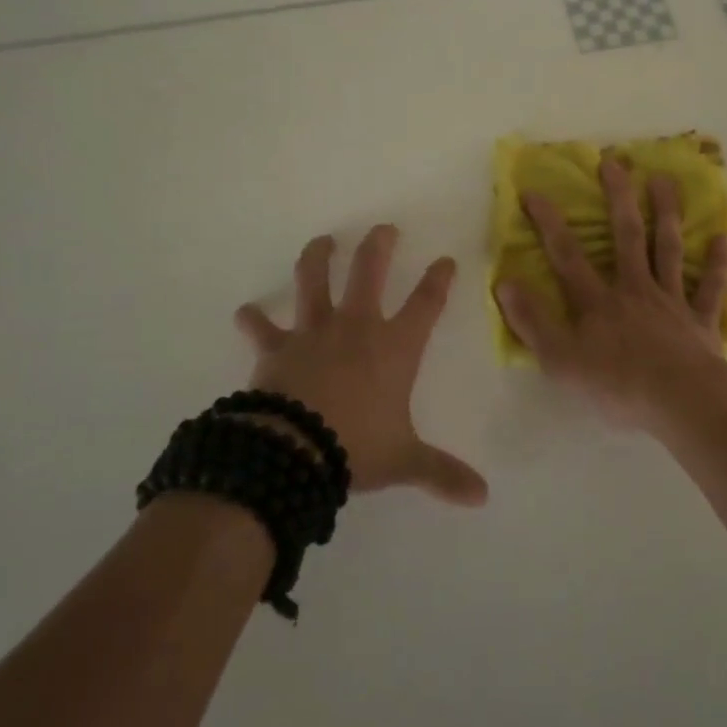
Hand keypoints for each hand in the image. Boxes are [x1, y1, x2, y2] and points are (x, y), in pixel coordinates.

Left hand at [235, 226, 488, 506]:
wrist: (294, 451)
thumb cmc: (357, 447)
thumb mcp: (405, 460)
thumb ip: (442, 473)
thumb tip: (483, 497)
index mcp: (395, 347)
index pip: (426, 303)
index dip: (438, 279)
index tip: (445, 260)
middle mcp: (356, 327)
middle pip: (369, 271)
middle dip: (379, 245)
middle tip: (383, 229)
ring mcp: (313, 331)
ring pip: (313, 280)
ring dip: (317, 257)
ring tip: (322, 241)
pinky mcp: (276, 347)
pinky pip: (261, 328)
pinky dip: (252, 320)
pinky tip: (244, 312)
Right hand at [495, 159, 726, 429]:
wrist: (681, 402)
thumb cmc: (616, 385)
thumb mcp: (560, 360)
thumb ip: (532, 322)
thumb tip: (505, 283)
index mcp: (598, 301)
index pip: (567, 254)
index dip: (548, 222)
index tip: (534, 191)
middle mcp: (634, 289)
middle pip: (626, 236)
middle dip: (618, 197)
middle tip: (614, 162)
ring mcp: (671, 301)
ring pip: (667, 249)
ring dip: (666, 213)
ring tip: (664, 180)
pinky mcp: (701, 320)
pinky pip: (709, 287)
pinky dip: (716, 263)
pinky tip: (722, 238)